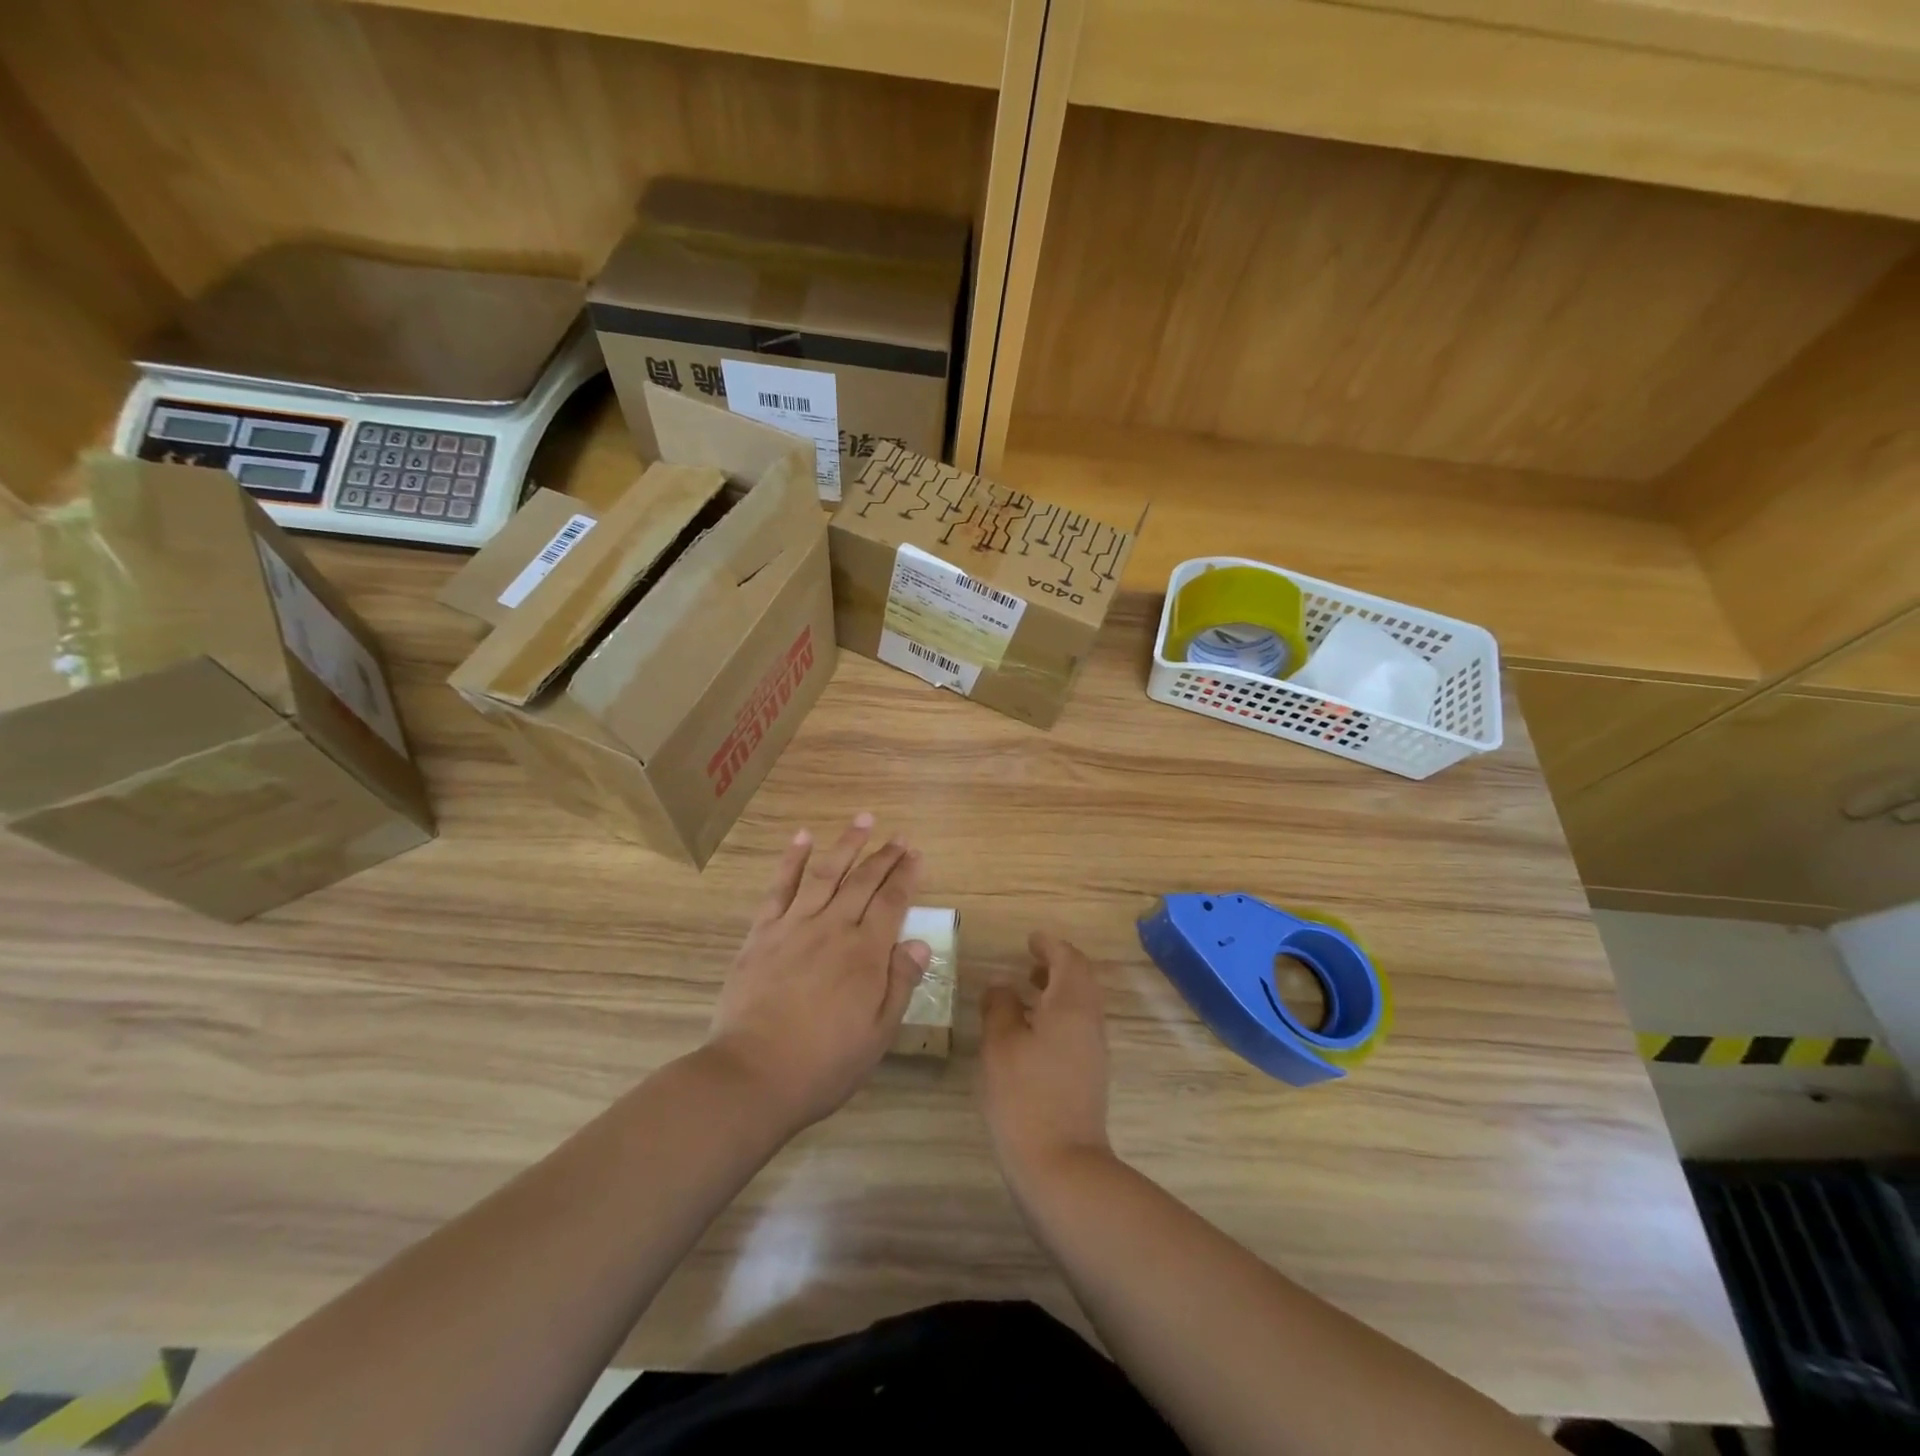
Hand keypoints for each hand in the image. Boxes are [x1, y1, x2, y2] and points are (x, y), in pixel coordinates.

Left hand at [706, 814, 928, 1131]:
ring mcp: (795, 926)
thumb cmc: (825, 1063)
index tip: (916, 855)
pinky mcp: (763, 933)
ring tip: (863, 820)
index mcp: (866, 953)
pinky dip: (792, 860)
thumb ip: (900, 983)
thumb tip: (919, 942)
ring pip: (826, 873)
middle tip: (898, 836)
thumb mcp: (877, 1033)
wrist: (754, 1075)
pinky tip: (802, 838)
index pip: (893, 903)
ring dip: (846, 844)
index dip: (906, 876)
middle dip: (884, 856)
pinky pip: (779, 888)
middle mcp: (833, 928)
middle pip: (863, 882)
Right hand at [980, 932, 1112, 1187]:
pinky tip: (1030, 1032)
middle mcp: (1089, 1022)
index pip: (1069, 959)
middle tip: (1028, 962)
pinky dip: (1057, 1015)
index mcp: (1071, 1005)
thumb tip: (1001, 985)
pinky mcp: (1089, 1075)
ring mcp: (1093, 1051)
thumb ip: (1000, 1006)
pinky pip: (1077, 1028)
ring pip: (1080, 1005)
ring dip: (1057, 991)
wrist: (1061, 1165)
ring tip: (1025, 993)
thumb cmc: (1025, 1096)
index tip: (1030, 939)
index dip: (1049, 945)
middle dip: (1056, 966)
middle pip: (1080, 980)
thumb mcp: (1000, 1044)